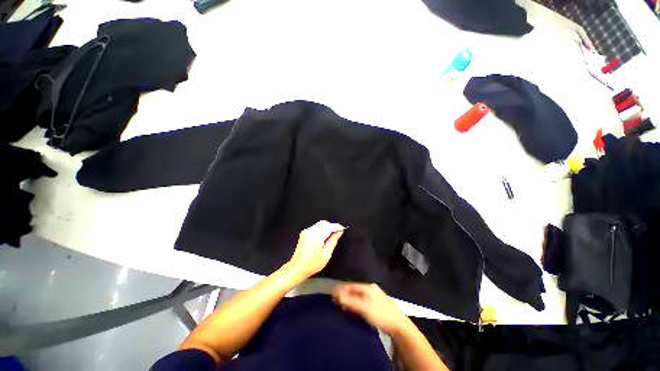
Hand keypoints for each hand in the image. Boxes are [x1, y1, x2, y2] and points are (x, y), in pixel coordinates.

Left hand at [287, 220, 344, 277]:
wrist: (297, 268)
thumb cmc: (312, 264)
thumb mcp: (326, 255)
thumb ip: (333, 241)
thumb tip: (339, 232)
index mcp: (316, 237)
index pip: (329, 227)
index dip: (337, 227)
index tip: (343, 229)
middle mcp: (310, 232)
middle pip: (324, 223)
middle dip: (332, 226)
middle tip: (338, 233)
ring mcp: (306, 231)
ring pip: (320, 224)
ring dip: (327, 227)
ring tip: (331, 236)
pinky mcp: (304, 233)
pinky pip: (315, 226)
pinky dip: (321, 229)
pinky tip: (323, 237)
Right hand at [333, 283, 408, 335]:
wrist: (398, 326)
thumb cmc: (380, 315)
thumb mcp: (364, 308)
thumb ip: (350, 301)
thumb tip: (336, 293)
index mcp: (368, 287)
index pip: (351, 285)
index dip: (341, 289)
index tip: (332, 295)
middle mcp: (370, 289)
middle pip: (354, 290)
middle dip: (344, 295)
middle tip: (335, 302)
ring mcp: (373, 296)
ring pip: (357, 295)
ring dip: (349, 300)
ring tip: (341, 306)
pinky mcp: (375, 304)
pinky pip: (361, 301)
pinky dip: (355, 303)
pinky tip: (351, 309)